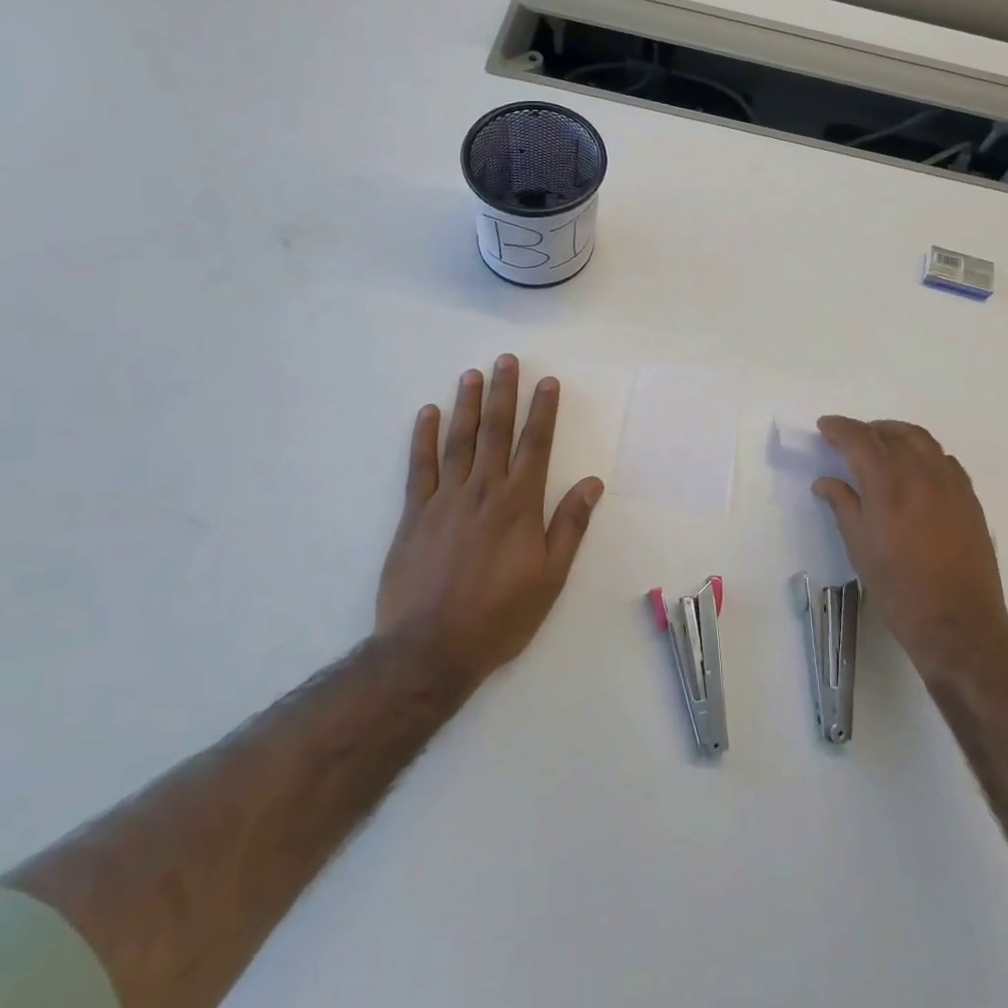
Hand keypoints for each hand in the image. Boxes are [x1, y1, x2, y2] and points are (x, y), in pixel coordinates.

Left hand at [374, 355, 604, 692]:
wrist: (430, 648)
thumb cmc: (499, 615)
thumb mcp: (550, 577)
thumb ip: (570, 526)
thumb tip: (592, 482)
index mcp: (519, 504)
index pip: (535, 445)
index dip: (543, 411)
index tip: (547, 381)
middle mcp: (483, 491)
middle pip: (496, 431)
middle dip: (504, 393)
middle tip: (506, 360)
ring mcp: (445, 499)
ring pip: (459, 441)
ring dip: (467, 405)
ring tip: (472, 374)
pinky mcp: (415, 514)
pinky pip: (419, 466)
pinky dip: (423, 438)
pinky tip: (428, 413)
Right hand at [813, 417, 1007, 685]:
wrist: (957, 622)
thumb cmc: (898, 587)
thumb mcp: (859, 546)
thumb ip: (842, 504)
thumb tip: (826, 482)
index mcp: (888, 483)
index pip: (860, 439)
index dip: (839, 428)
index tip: (825, 426)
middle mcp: (921, 472)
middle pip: (891, 433)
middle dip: (866, 430)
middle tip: (848, 439)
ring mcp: (950, 483)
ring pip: (921, 440)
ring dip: (896, 434)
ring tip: (880, 445)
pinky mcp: (969, 498)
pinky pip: (943, 459)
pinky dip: (923, 453)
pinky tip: (914, 469)